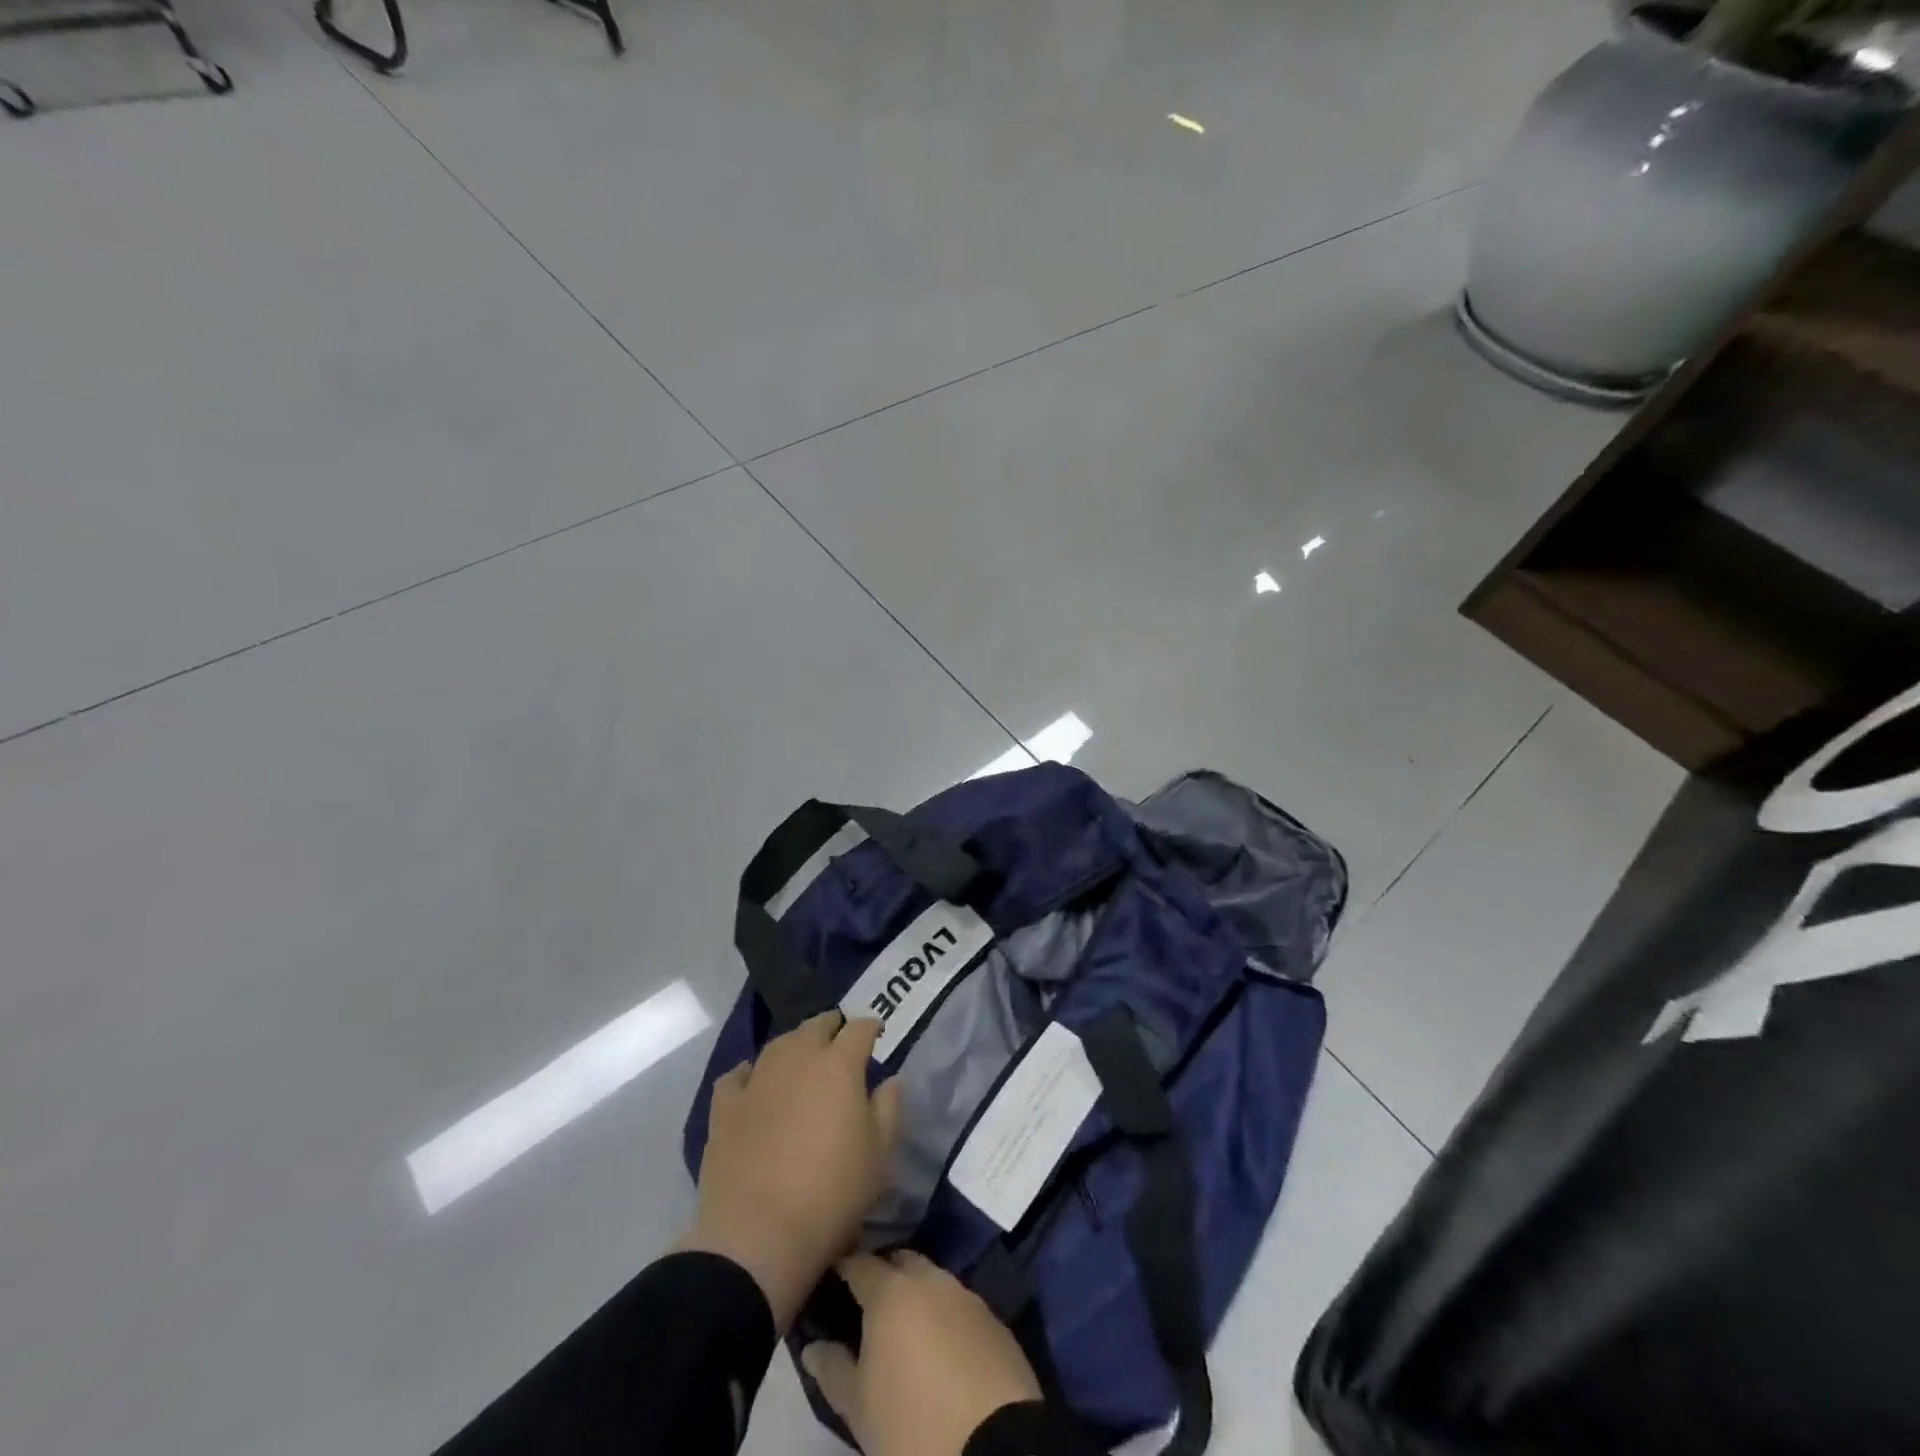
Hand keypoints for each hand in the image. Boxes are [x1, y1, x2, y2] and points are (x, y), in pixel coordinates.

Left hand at [681, 1013, 900, 1330]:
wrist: (758, 1235)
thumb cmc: (832, 1193)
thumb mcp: (878, 1155)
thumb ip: (888, 1109)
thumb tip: (891, 1080)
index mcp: (839, 1065)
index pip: (859, 1029)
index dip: (871, 1026)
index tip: (877, 1033)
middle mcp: (797, 1059)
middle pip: (816, 1026)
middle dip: (832, 1027)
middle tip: (840, 1040)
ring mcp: (757, 1079)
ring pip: (779, 1043)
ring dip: (795, 1043)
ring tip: (802, 1056)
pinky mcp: (725, 1106)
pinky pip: (738, 1075)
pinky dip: (750, 1072)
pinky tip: (753, 1081)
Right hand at [802, 1251, 1042, 1455]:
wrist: (993, 1445)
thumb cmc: (911, 1423)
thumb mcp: (859, 1407)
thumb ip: (833, 1370)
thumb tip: (813, 1347)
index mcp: (891, 1292)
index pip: (860, 1262)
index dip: (845, 1266)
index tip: (833, 1275)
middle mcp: (930, 1280)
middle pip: (901, 1262)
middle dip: (884, 1273)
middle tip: (869, 1304)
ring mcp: (966, 1295)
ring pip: (933, 1280)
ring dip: (918, 1293)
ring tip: (905, 1327)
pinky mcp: (994, 1319)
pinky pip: (960, 1305)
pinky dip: (945, 1315)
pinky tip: (941, 1346)